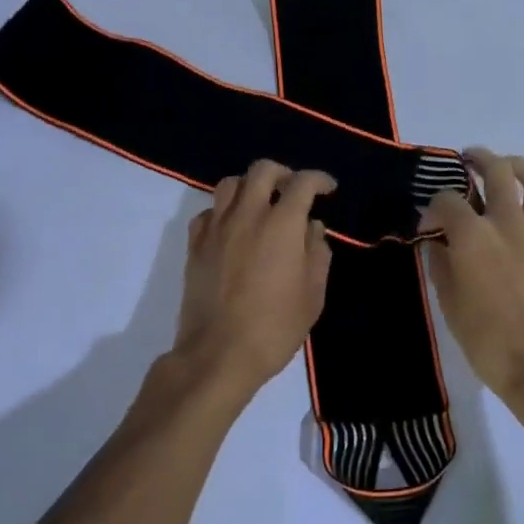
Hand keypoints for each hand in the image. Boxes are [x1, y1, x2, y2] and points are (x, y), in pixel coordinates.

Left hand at [167, 160, 335, 402]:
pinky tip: (233, 229)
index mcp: (282, 224)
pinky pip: (209, 212)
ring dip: (250, 187)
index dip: (319, 180)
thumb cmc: (275, 326)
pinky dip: (224, 211)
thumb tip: (312, 227)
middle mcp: (247, 215)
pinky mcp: (195, 244)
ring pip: (230, 184)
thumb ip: (317, 253)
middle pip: (262, 170)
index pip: (302, 183)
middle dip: (283, 173)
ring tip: (260, 204)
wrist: (218, 353)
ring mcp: (216, 227)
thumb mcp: (313, 294)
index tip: (328, 189)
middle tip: (292, 190)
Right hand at [420, 150, 523, 400]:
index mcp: (473, 236)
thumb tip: (438, 244)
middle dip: (478, 159)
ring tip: (507, 168)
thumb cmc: (489, 343)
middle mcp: (509, 222)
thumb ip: (441, 267)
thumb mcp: (450, 307)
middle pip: (496, 170)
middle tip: (468, 160)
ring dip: (518, 167)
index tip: (429, 224)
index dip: (433, 207)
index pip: (447, 199)